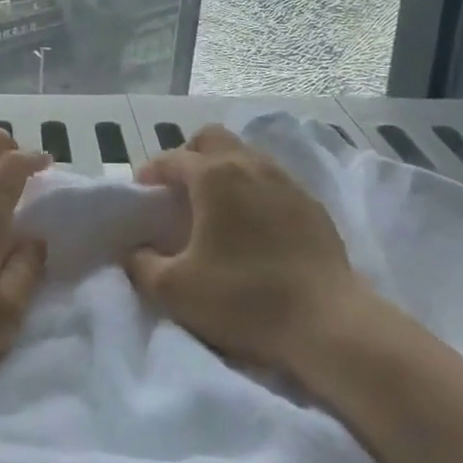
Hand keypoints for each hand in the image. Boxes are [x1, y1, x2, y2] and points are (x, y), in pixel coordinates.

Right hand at [125, 125, 383, 385]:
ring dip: (224, 169)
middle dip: (189, 155)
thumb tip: (134, 250)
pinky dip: (254, 189)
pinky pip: (273, 180)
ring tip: (216, 206)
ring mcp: (285, 181)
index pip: (171, 159)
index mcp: (213, 176)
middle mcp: (249, 165)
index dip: (150, 173)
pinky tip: (254, 224)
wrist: (328, 324)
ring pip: (245, 154)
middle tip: (180, 190)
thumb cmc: (244, 299)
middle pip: (211, 138)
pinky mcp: (312, 204)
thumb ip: (142, 265)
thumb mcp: (176, 290)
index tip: (141, 195)